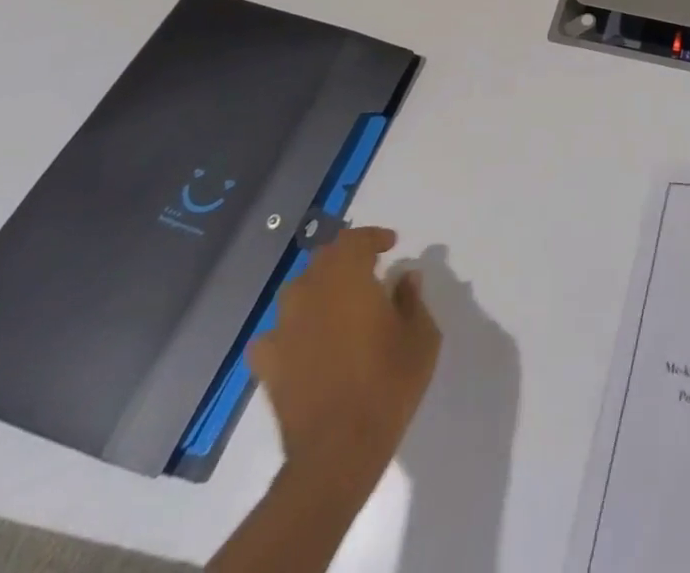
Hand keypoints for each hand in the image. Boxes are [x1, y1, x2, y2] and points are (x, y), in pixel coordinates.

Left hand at [248, 226, 439, 492]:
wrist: (338, 452)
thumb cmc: (388, 384)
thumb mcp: (421, 336)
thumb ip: (412, 299)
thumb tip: (405, 278)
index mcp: (349, 279)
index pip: (355, 240)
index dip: (373, 237)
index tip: (391, 245)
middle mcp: (311, 294)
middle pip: (323, 259)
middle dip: (346, 258)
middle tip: (368, 271)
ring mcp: (283, 330)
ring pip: (297, 291)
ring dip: (318, 288)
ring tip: (337, 304)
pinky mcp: (268, 365)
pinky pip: (274, 333)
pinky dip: (290, 330)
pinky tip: (303, 342)